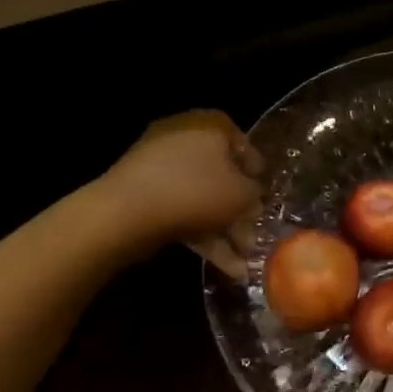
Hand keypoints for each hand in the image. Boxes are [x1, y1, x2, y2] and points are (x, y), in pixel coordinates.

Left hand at [98, 110, 262, 276]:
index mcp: (209, 125)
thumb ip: (254, 194)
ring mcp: (159, 167)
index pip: (242, 142)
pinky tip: (224, 266)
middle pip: (220, 175)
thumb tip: (252, 199)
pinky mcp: (144, 194)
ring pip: (202, 198)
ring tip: (244, 263)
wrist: (127, 212)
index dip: (257, 172)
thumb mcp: (242, 193)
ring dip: (224, 230)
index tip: (265, 197)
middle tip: (255, 235)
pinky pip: (182, 211)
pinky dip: (202, 236)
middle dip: (239, 210)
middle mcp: (184, 138)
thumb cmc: (196, 190)